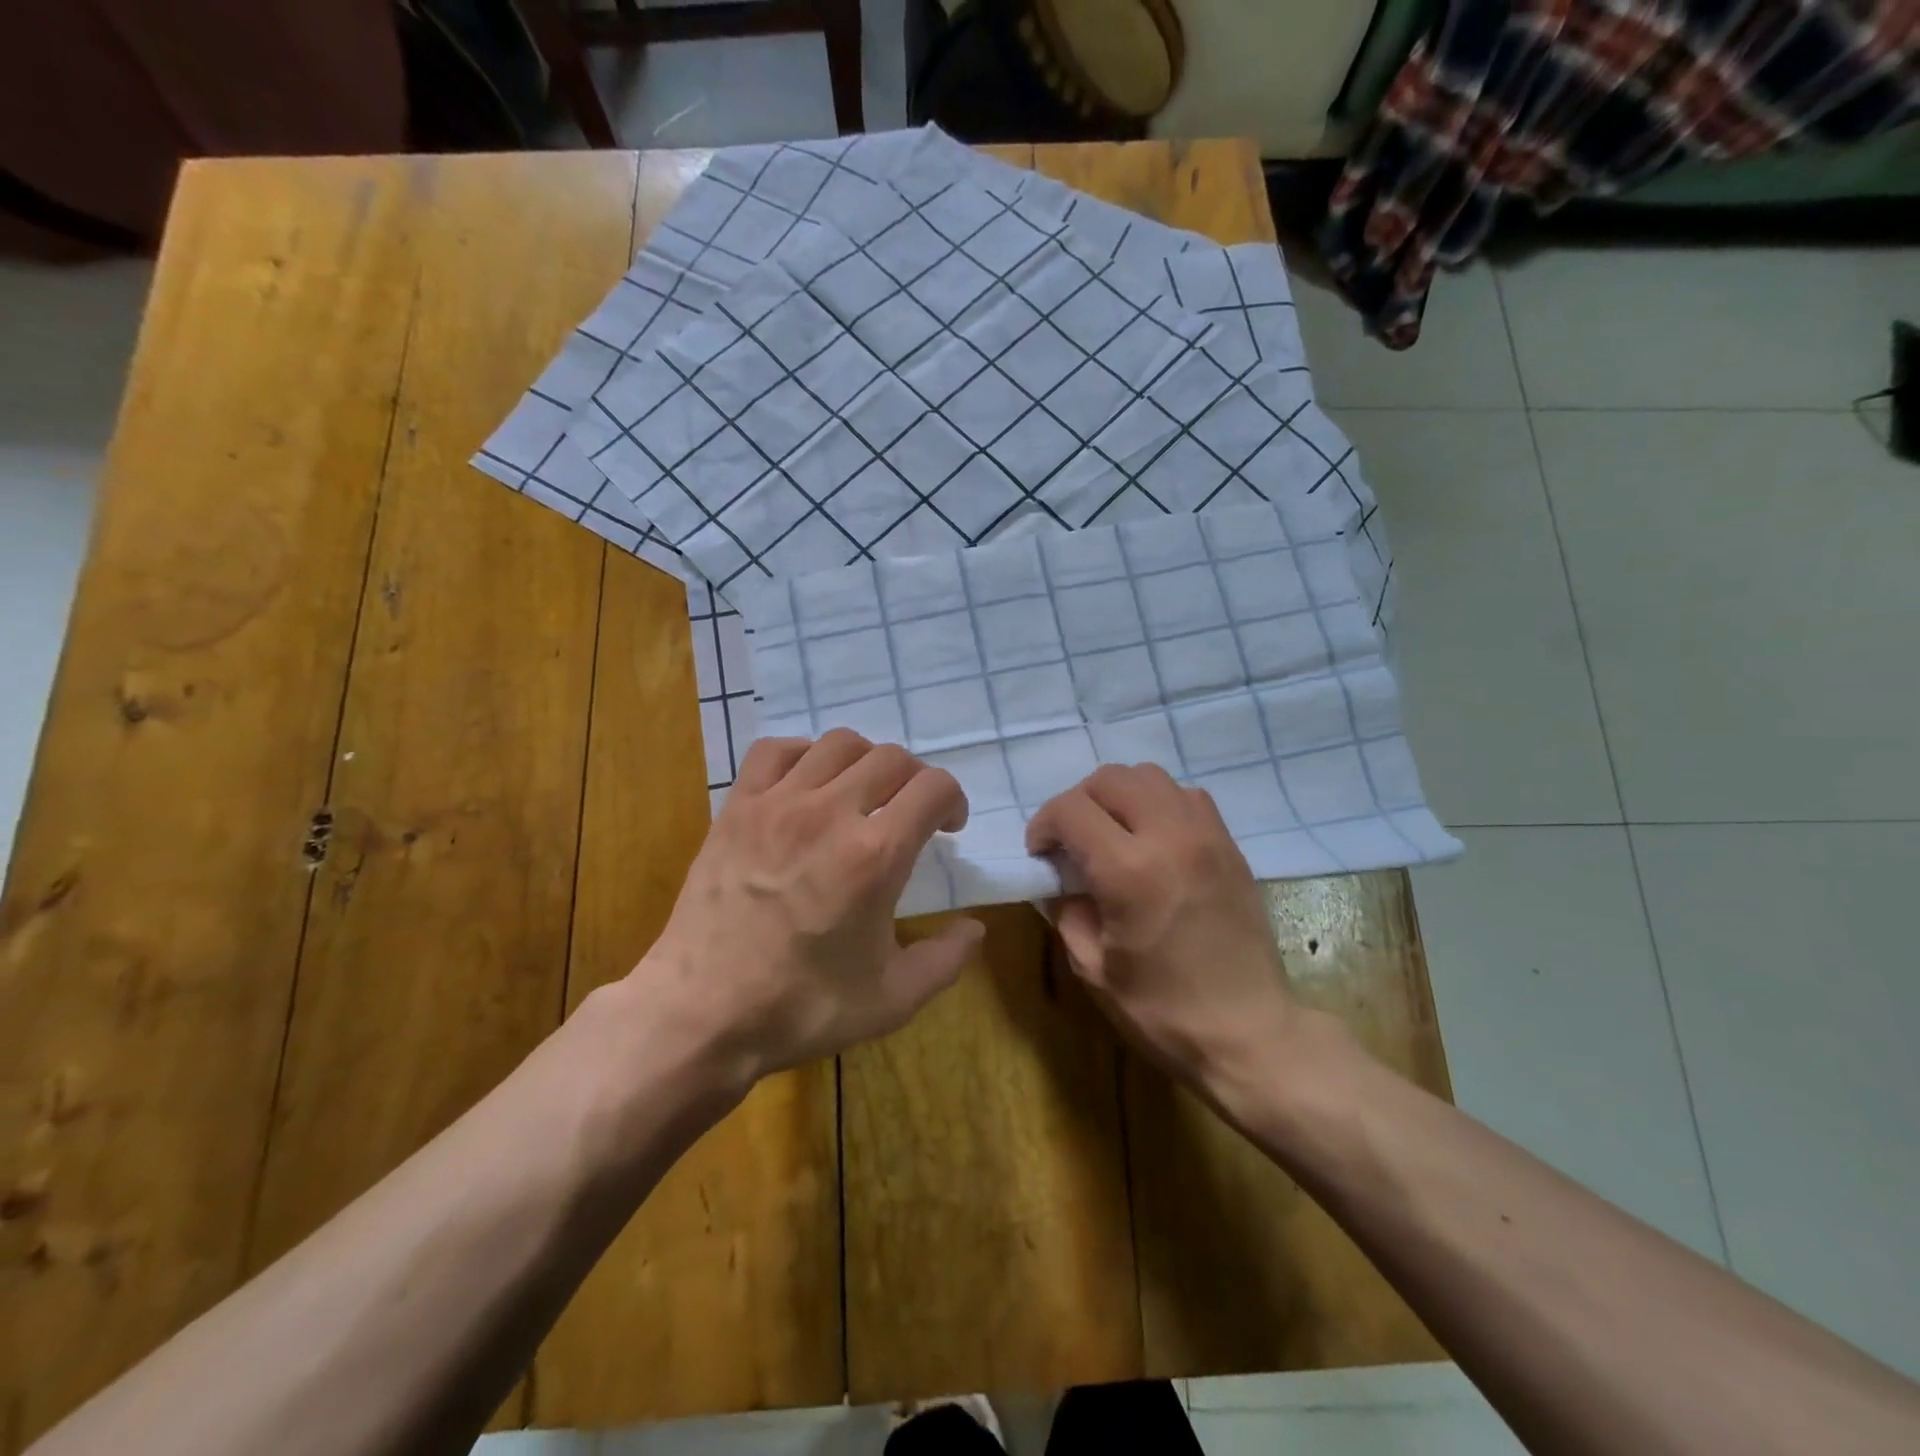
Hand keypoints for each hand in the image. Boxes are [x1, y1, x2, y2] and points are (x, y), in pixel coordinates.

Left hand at [633, 731, 983, 1086]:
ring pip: (838, 744)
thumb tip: (975, 928)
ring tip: (863, 795)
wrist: (703, 1014)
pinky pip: (775, 750)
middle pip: (892, 758)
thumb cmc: (802, 1008)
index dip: (953, 800)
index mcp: (876, 855)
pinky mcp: (738, 807)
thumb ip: (946, 959)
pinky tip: (808, 785)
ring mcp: (778, 804)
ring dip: (866, 762)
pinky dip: (803, 754)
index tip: (948, 828)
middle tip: (910, 814)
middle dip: (915, 780)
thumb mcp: (892, 1000)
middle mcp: (831, 813)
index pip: (934, 787)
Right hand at [1025, 764, 1299, 1108]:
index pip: (1071, 809)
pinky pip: (1187, 796)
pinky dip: (1159, 803)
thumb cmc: (1162, 1011)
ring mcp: (1207, 835)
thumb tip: (1060, 880)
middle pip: (1111, 778)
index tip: (1041, 853)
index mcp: (1129, 871)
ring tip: (1113, 833)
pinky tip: (1153, 839)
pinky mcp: (1230, 845)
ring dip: (1120, 795)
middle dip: (1078, 801)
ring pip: (1151, 776)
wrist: (1249, 1033)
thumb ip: (1066, 911)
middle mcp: (1170, 837)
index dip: (1044, 824)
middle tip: (1072, 840)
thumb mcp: (1092, 968)